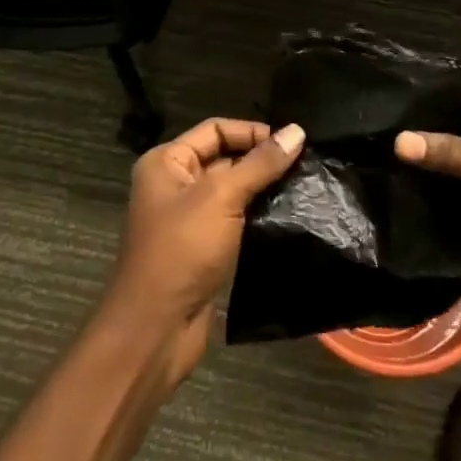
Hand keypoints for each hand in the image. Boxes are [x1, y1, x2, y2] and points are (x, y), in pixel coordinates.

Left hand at [107, 118, 305, 385]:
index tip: (292, 143)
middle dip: (261, 160)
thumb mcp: (222, 197)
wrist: (155, 330)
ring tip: (304, 188)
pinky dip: (258, 216)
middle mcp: (175, 184)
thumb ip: (261, 163)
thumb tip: (297, 131)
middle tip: (305, 166)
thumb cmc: (182, 250)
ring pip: (233, 191)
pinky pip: (235, 219)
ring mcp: (189, 218)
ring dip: (264, 190)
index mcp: (167, 162)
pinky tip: (289, 216)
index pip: (216, 130)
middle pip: (225, 157)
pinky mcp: (204, 247)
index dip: (252, 132)